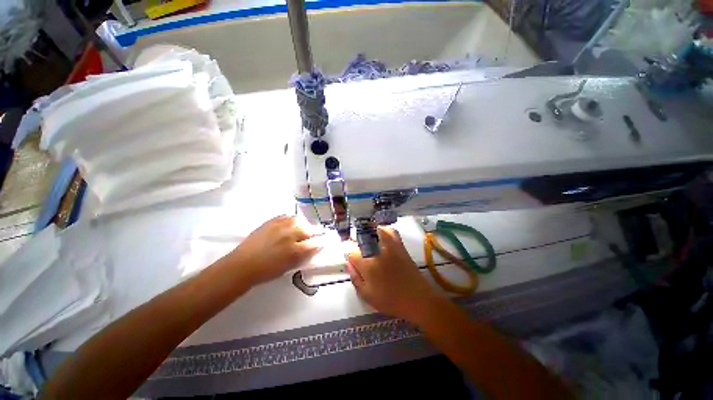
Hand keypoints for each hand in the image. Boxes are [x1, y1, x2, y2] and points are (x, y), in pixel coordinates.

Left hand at [225, 215, 321, 285]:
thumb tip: (313, 248)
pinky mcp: (271, 221)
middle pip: (308, 229)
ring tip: (300, 230)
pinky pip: (287, 217)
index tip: (321, 243)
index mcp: (295, 250)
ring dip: (303, 226)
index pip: (315, 243)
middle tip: (310, 238)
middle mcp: (290, 235)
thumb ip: (303, 256)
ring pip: (299, 221)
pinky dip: (291, 220)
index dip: (320, 243)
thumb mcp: (289, 266)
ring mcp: (280, 226)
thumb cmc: (267, 271)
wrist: (242, 265)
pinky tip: (290, 225)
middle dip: (312, 234)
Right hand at [346, 227, 444, 321]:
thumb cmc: (391, 300)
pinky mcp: (399, 245)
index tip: (349, 256)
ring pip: (374, 230)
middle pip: (360, 237)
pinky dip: (383, 229)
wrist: (418, 298)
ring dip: (367, 232)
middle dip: (354, 240)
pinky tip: (380, 235)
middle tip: (355, 248)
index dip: (347, 252)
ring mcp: (389, 246)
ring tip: (365, 238)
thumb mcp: (367, 295)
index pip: (350, 251)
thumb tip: (349, 263)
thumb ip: (355, 278)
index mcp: (367, 265)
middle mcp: (377, 251)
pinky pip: (390, 231)